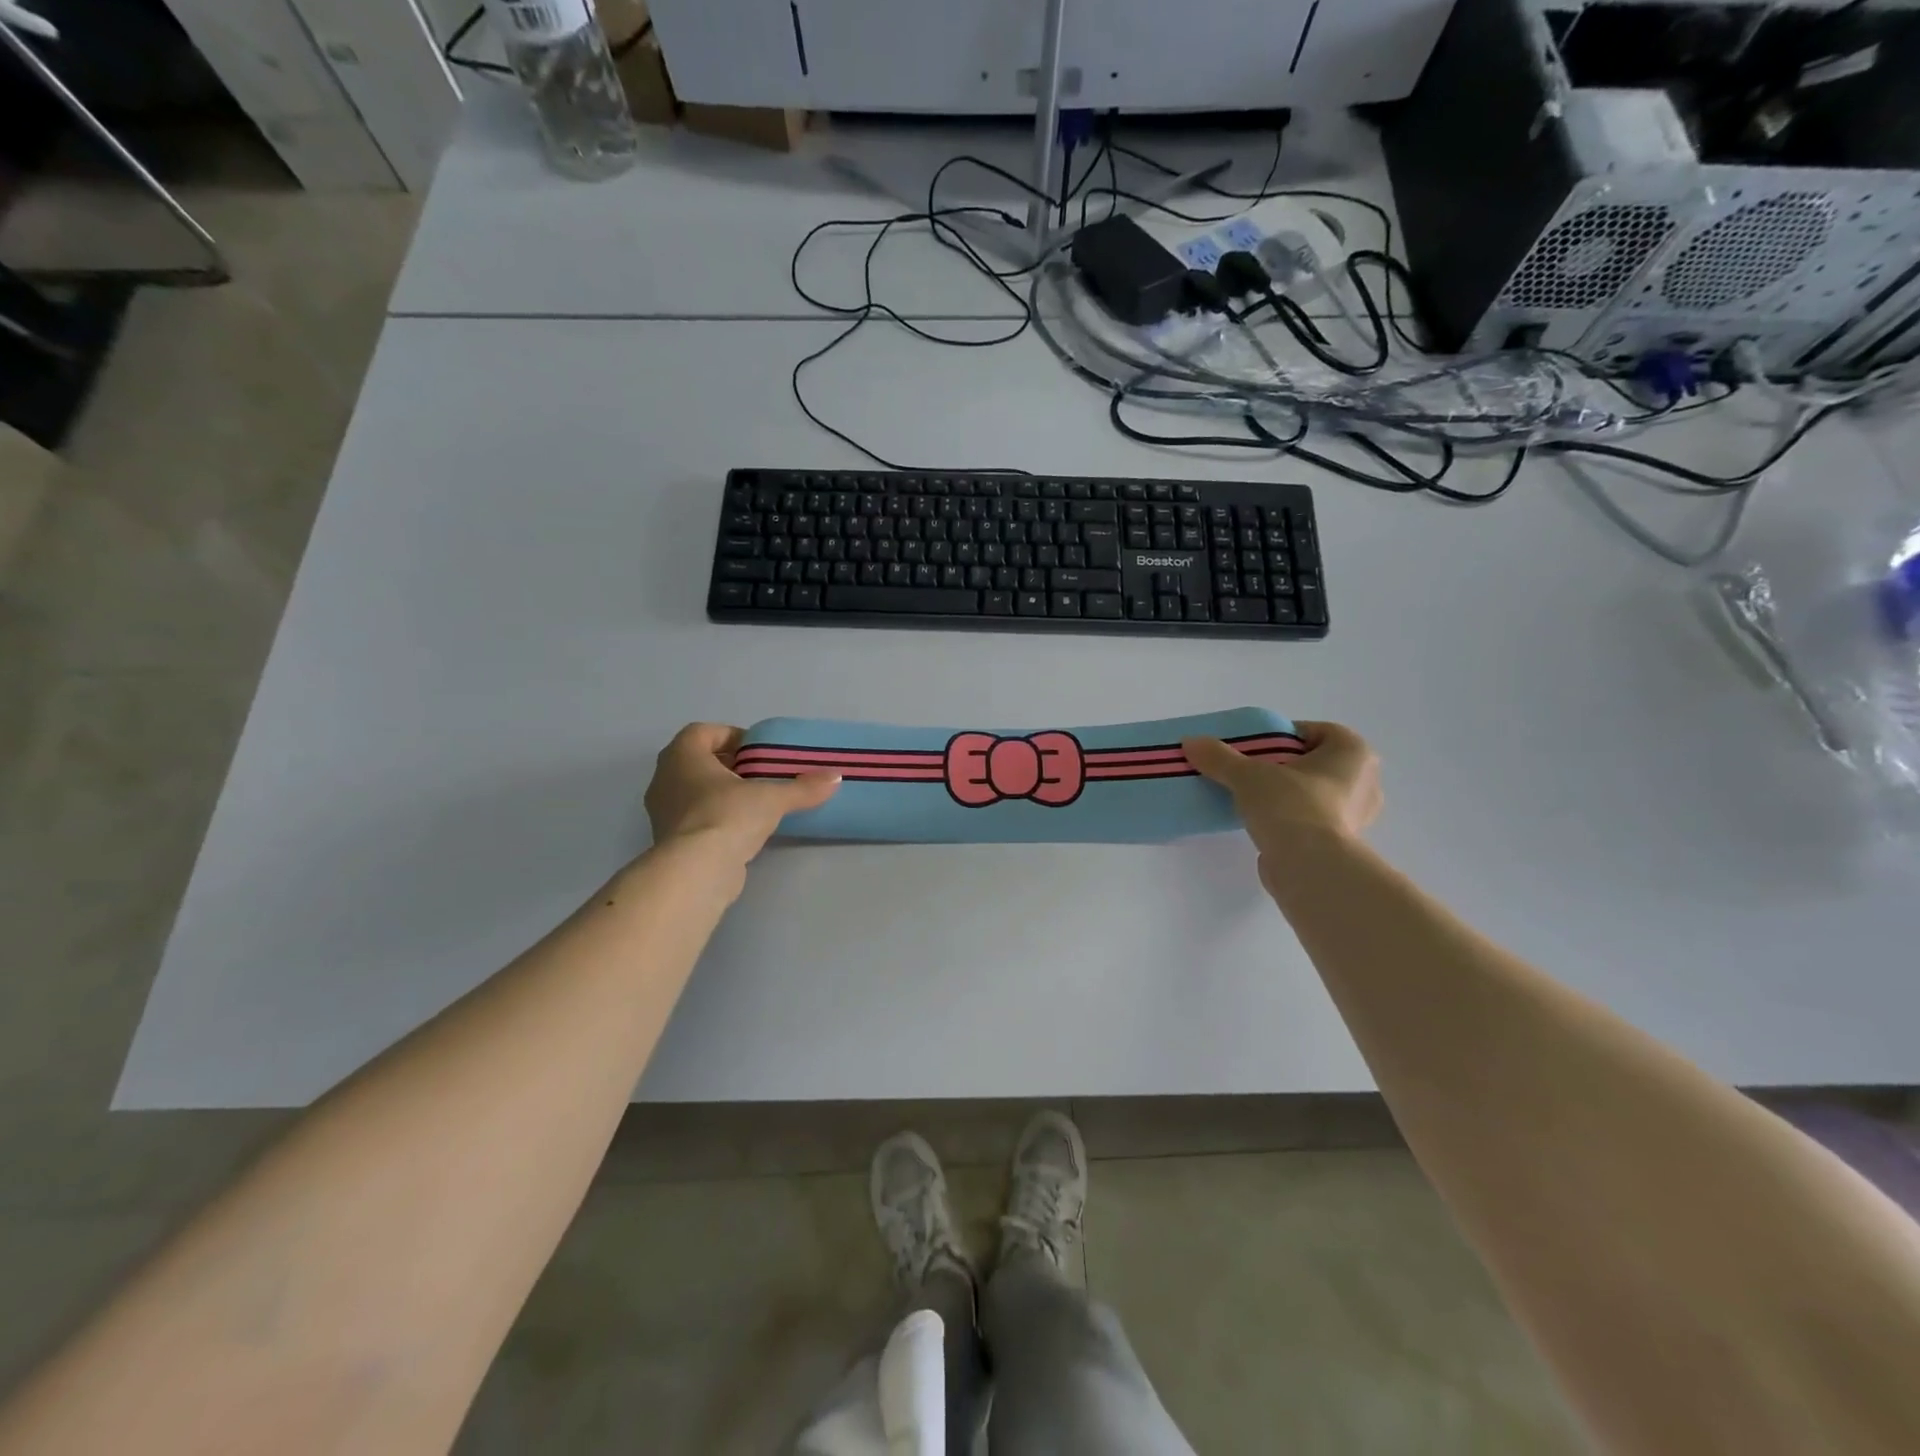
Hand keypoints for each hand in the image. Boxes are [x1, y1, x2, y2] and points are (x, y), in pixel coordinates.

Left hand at [645, 723, 839, 866]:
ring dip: (722, 792)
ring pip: (694, 791)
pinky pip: (694, 817)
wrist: (696, 871)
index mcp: (682, 755)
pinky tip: (742, 829)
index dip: (731, 736)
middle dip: (729, 765)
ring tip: (756, 802)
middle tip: (760, 774)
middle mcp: (665, 778)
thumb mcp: (772, 798)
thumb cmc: (727, 816)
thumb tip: (836, 778)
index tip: (757, 750)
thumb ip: (803, 788)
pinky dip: (716, 817)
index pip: (703, 732)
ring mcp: (663, 811)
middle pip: (698, 761)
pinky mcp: (670, 840)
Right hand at [1184, 722, 1381, 866]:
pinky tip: (1264, 824)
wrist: (1309, 868)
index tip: (1255, 748)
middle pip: (1315, 763)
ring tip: (1253, 799)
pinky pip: (1313, 820)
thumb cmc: (1291, 806)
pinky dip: (1291, 820)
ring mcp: (1357, 816)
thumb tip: (1190, 742)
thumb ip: (1219, 757)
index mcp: (1354, 753)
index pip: (1316, 731)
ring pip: (1315, 793)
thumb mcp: (1248, 775)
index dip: (1284, 736)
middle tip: (1252, 772)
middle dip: (1285, 766)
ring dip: (1288, 794)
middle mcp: (1365, 782)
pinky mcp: (1341, 845)